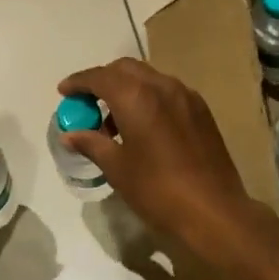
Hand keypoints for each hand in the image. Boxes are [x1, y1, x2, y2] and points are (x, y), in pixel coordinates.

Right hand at [56, 59, 277, 269]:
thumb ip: (92, 143)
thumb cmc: (158, 190)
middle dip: (103, 80)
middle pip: (125, 69)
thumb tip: (69, 134)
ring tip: (115, 121)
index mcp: (136, 96)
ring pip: (148, 77)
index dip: (79, 82)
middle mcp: (161, 86)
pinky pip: (167, 91)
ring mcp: (185, 95)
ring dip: (127, 89)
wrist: (214, 210)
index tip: (64, 92)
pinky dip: (148, 97)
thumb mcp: (118, 169)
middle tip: (88, 103)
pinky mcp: (201, 109)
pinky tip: (143, 126)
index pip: (100, 77)